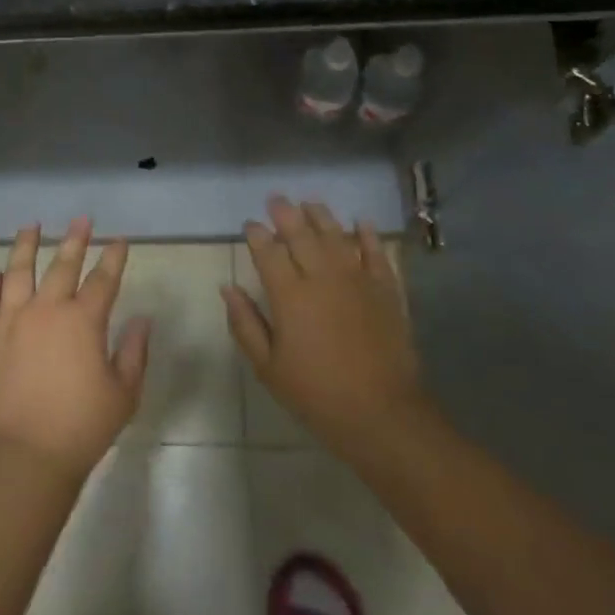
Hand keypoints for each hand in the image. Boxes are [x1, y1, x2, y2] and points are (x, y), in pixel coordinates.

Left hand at [0, 217, 149, 486]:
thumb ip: (134, 352)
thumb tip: (142, 319)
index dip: (114, 257)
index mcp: (83, 320)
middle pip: (62, 264)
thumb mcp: (124, 393)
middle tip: (81, 219)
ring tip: (30, 227)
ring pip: (17, 271)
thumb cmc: (83, 426)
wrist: (27, 455)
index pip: (103, 279)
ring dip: (25, 246)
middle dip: (75, 239)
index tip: (120, 240)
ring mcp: (12, 321)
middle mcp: (47, 309)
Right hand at [223, 197, 432, 468]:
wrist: (383, 415)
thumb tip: (228, 288)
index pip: (268, 252)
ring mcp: (357, 280)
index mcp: (289, 296)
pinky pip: (376, 253)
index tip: (250, 224)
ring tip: (310, 202)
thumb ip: (246, 324)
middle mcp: (322, 277)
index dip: (257, 234)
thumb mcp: (268, 368)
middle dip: (285, 213)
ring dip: (321, 216)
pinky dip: (368, 235)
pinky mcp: (386, 290)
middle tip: (276, 199)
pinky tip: (362, 222)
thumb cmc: (317, 395)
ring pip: (336, 236)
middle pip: (301, 234)